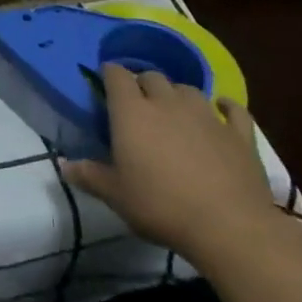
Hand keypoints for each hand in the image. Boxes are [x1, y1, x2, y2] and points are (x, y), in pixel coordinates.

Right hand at [62, 67, 277, 259]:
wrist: (229, 227)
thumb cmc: (161, 206)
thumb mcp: (116, 196)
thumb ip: (89, 176)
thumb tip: (63, 165)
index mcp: (132, 112)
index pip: (116, 75)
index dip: (110, 74)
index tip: (105, 83)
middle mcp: (167, 102)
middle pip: (152, 76)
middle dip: (142, 84)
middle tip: (138, 104)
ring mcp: (206, 115)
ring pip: (187, 89)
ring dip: (177, 94)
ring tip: (174, 110)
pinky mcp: (238, 133)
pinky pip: (233, 108)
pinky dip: (225, 105)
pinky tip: (221, 107)